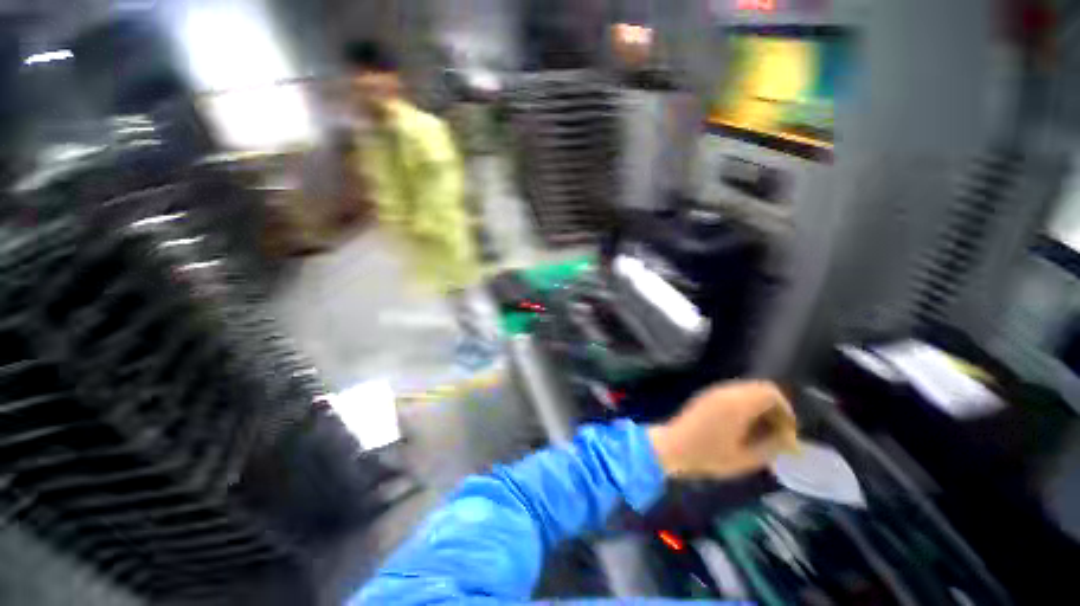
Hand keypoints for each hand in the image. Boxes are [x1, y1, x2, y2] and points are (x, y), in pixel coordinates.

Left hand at [648, 381, 796, 478]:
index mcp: (742, 402)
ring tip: (763, 432)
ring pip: (750, 391)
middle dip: (775, 409)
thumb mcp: (741, 460)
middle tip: (779, 431)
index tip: (789, 430)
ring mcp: (718, 390)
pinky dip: (747, 407)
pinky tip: (745, 428)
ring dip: (761, 408)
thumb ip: (768, 449)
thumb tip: (785, 442)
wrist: (667, 450)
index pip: (774, 394)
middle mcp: (732, 390)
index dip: (786, 411)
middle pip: (763, 390)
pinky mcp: (708, 396)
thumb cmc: (705, 457)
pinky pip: (737, 395)